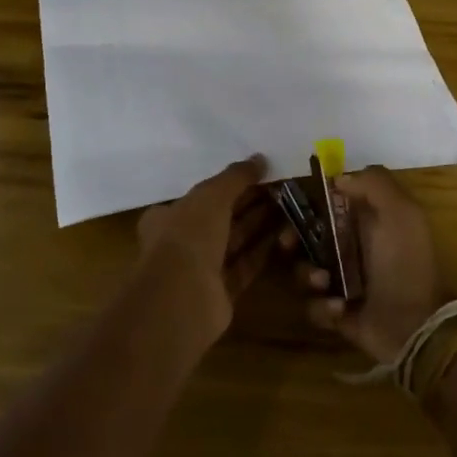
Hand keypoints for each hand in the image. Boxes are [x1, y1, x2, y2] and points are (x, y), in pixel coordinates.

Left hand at [136, 156, 275, 342]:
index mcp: (168, 216)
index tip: (257, 175)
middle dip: (248, 203)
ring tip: (288, 207)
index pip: (200, 196)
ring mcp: (200, 270)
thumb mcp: (212, 195)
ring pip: (234, 242)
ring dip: (258, 225)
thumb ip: (236, 176)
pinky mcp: (221, 293)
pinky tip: (284, 236)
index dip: (228, 185)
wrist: (183, 297)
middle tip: (280, 189)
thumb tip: (260, 158)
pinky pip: (244, 267)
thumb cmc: (189, 235)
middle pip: (220, 218)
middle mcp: (181, 242)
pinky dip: (262, 252)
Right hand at [290, 166, 448, 361]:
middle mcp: (347, 247)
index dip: (305, 202)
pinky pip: (312, 306)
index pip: (323, 203)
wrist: (417, 325)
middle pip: (303, 235)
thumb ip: (374, 183)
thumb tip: (338, 179)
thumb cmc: (406, 262)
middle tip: (288, 244)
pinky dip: (322, 307)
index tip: (292, 205)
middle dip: (291, 238)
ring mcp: (339, 281)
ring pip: (302, 270)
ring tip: (325, 283)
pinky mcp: (335, 313)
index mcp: (362, 221)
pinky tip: (340, 308)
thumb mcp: (402, 212)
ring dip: (307, 274)